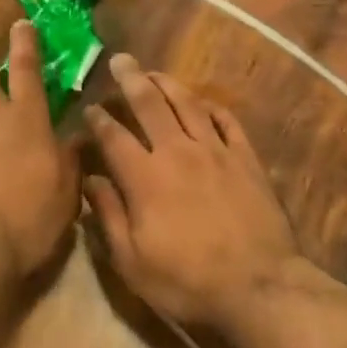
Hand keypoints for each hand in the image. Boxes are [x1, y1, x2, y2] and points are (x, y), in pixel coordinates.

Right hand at [83, 54, 302, 326]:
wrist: (258, 287)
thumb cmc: (187, 282)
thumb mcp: (132, 262)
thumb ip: (108, 216)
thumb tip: (91, 180)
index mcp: (145, 178)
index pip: (114, 137)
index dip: (98, 119)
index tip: (89, 108)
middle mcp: (178, 152)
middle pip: (150, 105)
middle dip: (131, 80)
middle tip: (121, 60)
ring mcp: (216, 152)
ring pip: (188, 104)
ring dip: (169, 83)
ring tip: (155, 72)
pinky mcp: (247, 159)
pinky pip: (227, 121)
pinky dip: (212, 106)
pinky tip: (204, 102)